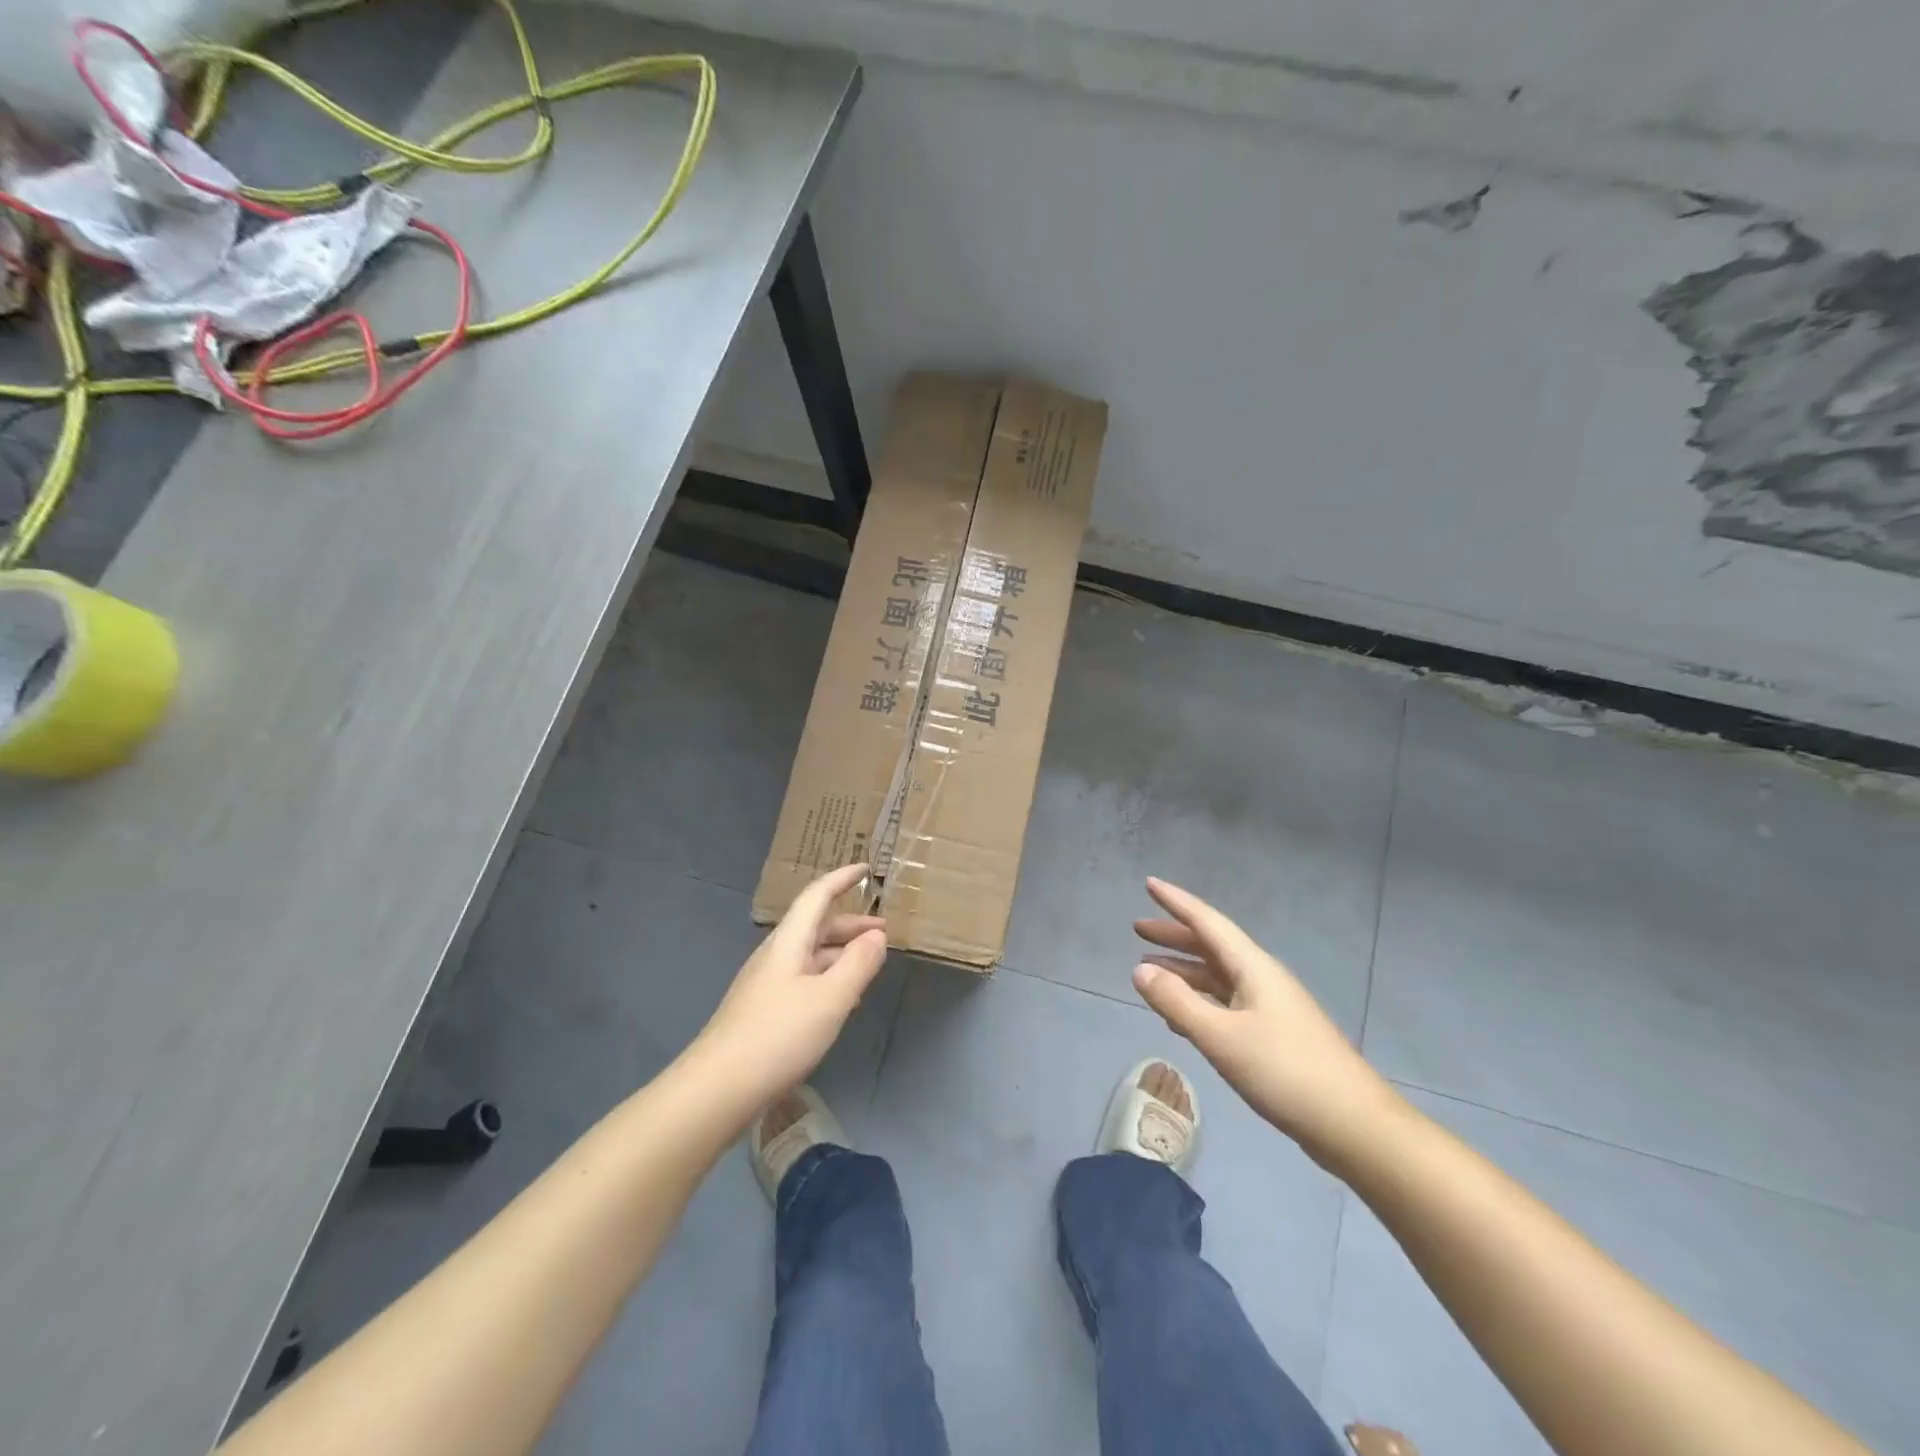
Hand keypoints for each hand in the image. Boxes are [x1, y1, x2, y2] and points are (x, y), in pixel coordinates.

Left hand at [693, 863, 887, 1109]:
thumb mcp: (830, 998)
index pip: (817, 896)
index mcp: (789, 942)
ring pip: (810, 956)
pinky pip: (803, 981)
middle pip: (815, 927)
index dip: (842, 879)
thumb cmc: (778, 1035)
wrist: (717, 1090)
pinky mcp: (763, 1012)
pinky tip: (841, 1001)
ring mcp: (766, 985)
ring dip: (841, 954)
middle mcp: (775, 956)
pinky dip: (828, 979)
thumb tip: (877, 934)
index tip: (866, 869)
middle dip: (850, 924)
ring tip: (869, 966)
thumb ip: (858, 964)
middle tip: (884, 933)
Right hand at [1132, 877, 1405, 1166]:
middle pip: (1212, 946)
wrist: (1354, 1125)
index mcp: (1253, 968)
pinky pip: (1226, 1004)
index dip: (1177, 902)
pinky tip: (1180, 1018)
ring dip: (1184, 970)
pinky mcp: (1274, 1036)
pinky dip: (1198, 1001)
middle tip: (1138, 929)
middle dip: (1175, 936)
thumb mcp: (1221, 1037)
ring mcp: (1271, 1008)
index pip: (1207, 922)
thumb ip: (1177, 1002)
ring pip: (1218, 977)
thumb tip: (1140, 970)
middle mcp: (1262, 979)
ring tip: (1149, 971)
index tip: (1149, 884)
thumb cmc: (1285, 1072)